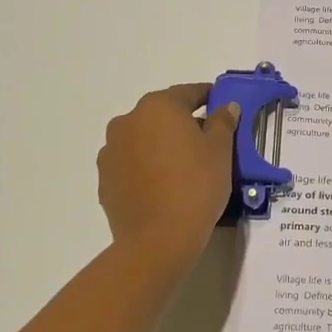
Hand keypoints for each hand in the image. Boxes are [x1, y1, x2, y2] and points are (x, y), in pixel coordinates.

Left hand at [97, 84, 238, 270]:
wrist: (159, 239)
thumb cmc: (196, 186)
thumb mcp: (220, 151)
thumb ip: (222, 122)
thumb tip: (225, 106)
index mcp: (158, 107)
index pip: (188, 93)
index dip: (209, 97)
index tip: (222, 104)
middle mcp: (128, 121)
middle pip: (162, 114)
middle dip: (183, 122)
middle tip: (207, 141)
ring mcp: (111, 150)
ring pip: (143, 138)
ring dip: (161, 144)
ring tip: (182, 167)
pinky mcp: (105, 178)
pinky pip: (131, 163)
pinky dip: (147, 166)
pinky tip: (163, 185)